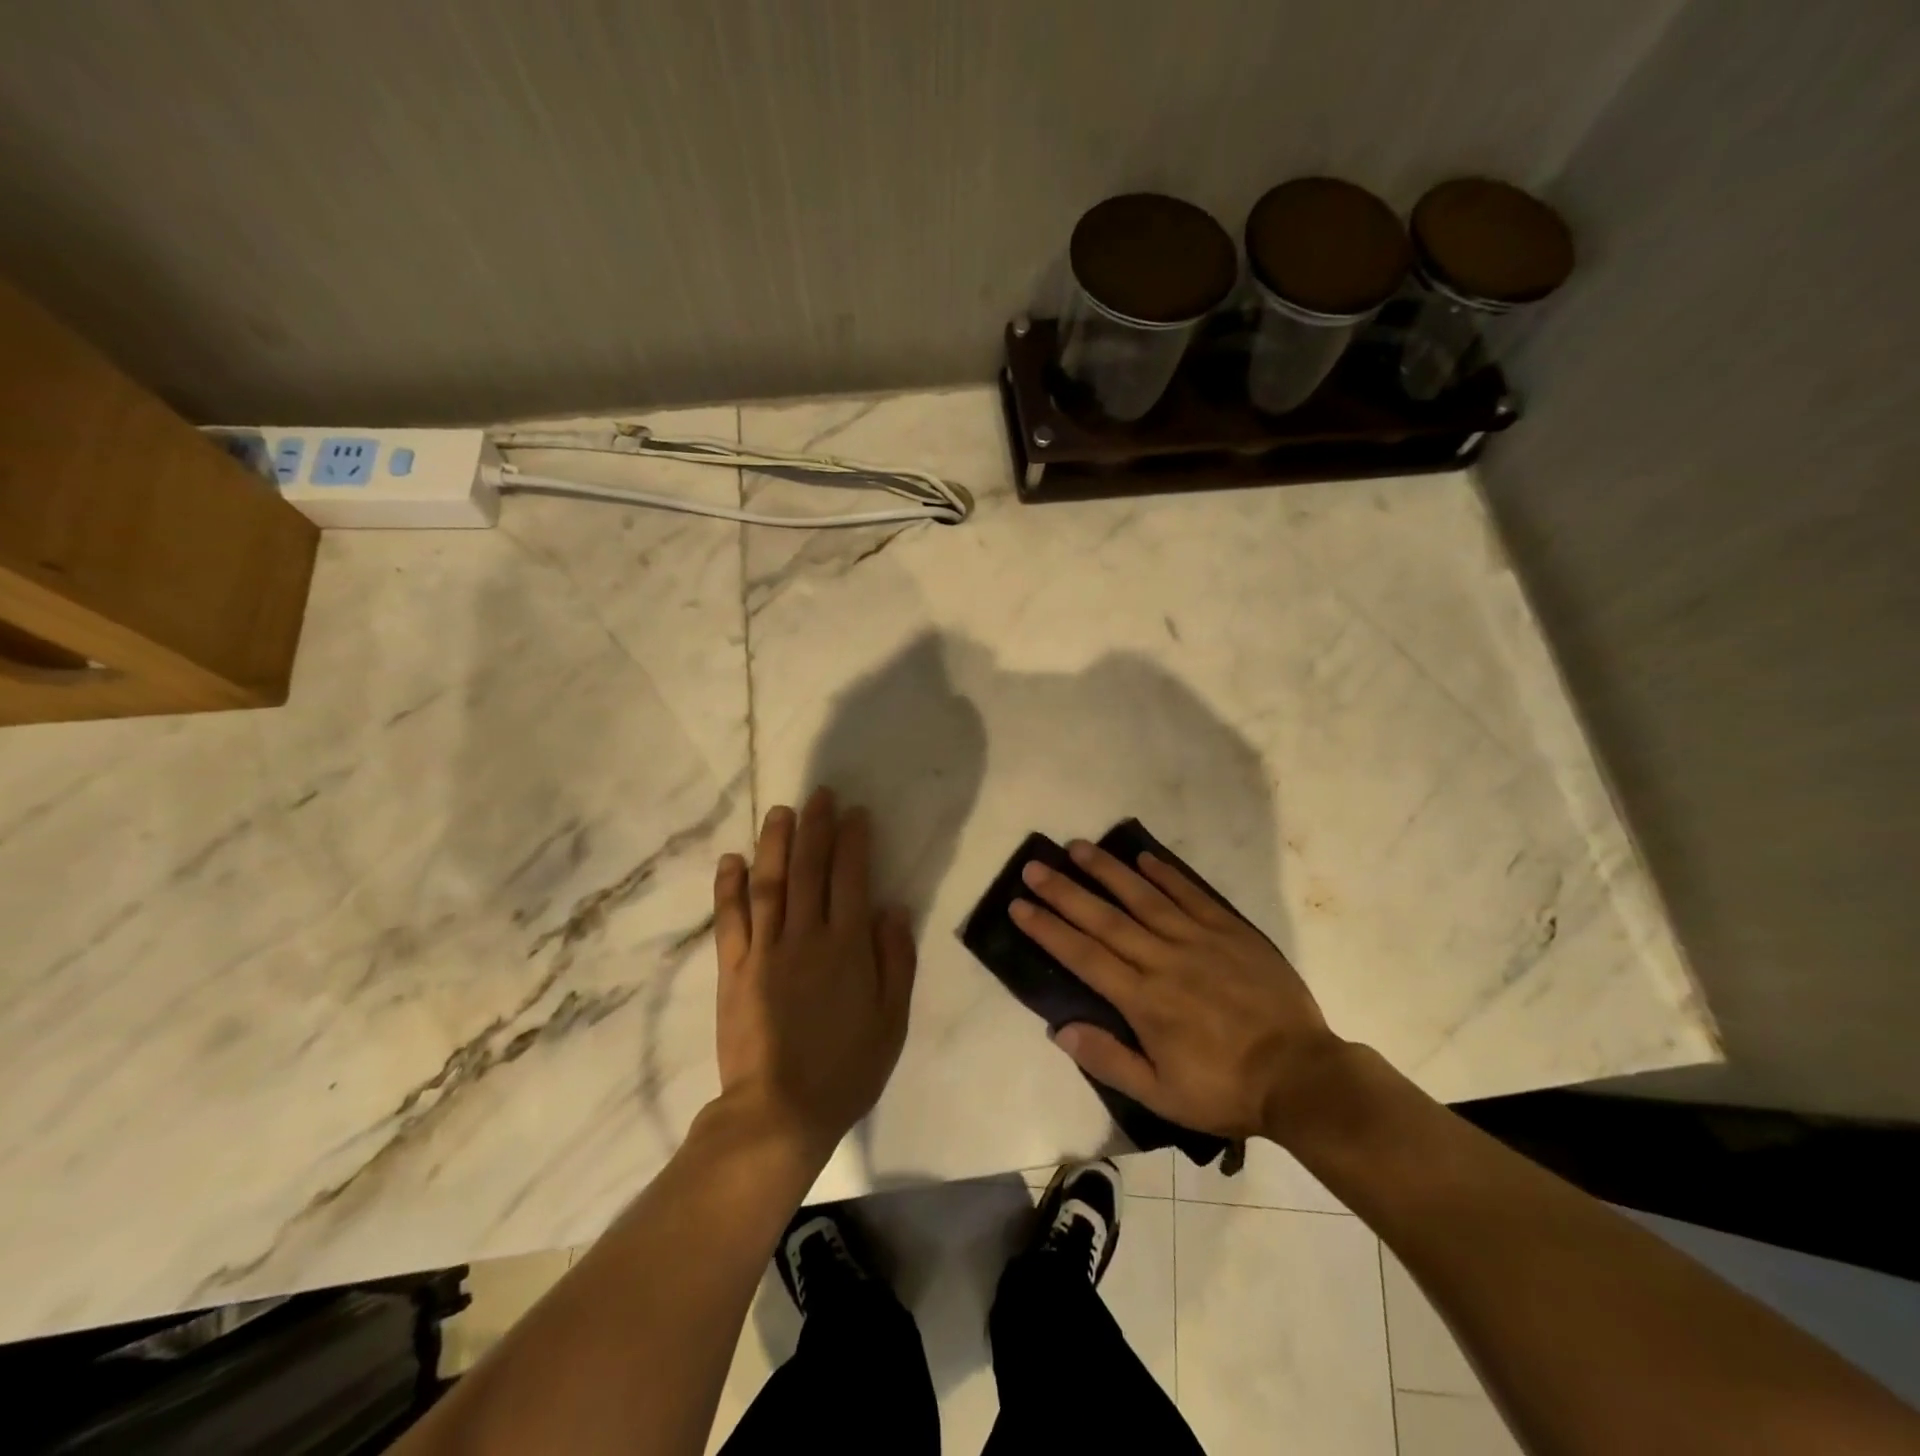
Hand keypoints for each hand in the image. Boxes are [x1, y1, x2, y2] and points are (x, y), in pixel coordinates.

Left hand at [712, 788, 916, 1165]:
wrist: (779, 1112)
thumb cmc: (846, 1068)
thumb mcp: (892, 1021)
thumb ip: (895, 960)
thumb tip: (890, 908)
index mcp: (846, 947)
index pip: (850, 878)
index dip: (853, 841)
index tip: (854, 813)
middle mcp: (805, 936)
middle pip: (808, 869)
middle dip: (815, 827)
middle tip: (818, 794)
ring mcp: (764, 950)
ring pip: (769, 883)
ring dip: (774, 843)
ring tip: (780, 811)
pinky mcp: (733, 970)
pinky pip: (730, 920)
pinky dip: (729, 887)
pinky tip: (731, 860)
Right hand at [1011, 840, 1341, 1141]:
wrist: (1302, 1076)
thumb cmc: (1226, 1089)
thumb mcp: (1162, 1094)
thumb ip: (1109, 1060)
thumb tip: (1061, 1029)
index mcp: (1143, 999)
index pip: (1083, 955)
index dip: (1048, 928)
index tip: (1019, 905)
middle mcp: (1163, 959)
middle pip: (1104, 918)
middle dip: (1065, 891)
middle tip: (1035, 866)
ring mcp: (1198, 940)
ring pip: (1144, 897)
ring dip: (1108, 871)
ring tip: (1079, 847)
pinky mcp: (1230, 931)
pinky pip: (1191, 895)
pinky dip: (1166, 874)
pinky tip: (1144, 858)